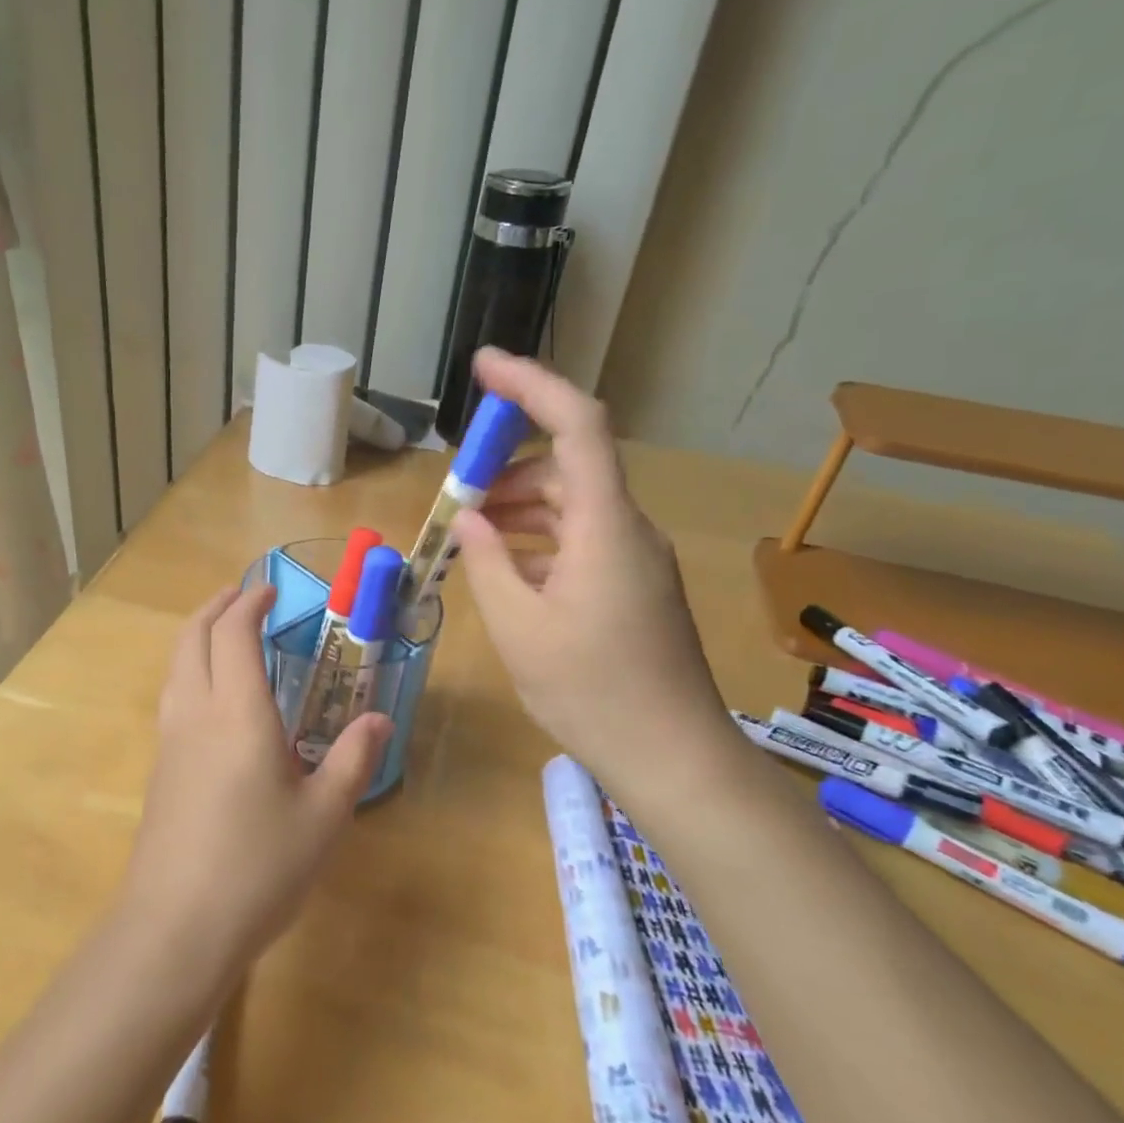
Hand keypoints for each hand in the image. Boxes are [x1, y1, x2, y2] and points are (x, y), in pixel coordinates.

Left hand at [120, 585, 391, 973]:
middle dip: (215, 607)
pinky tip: (213, 697)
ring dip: (197, 635)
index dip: (249, 604)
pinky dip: (190, 669)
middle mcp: (196, 713)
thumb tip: (380, 721)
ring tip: (223, 633)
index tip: (270, 591)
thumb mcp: (323, 816)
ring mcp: (170, 741)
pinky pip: (172, 695)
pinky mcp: (160, 769)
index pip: (233, 634)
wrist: (176, 928)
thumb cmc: (259, 867)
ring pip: (175, 665)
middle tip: (242, 597)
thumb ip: (352, 760)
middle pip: (192, 637)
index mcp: (238, 713)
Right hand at [450, 348, 729, 793]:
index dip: (531, 384)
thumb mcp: (519, 627)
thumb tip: (469, 521)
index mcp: (605, 525)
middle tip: (452, 495)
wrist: (671, 756)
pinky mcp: (632, 584)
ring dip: (517, 507)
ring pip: (570, 505)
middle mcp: (626, 528)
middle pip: (567, 465)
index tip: (483, 366)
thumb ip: (488, 561)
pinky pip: (579, 540)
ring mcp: (634, 557)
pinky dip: (537, 540)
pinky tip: (504, 568)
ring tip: (468, 533)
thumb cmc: (592, 691)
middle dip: (504, 468)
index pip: (577, 423)